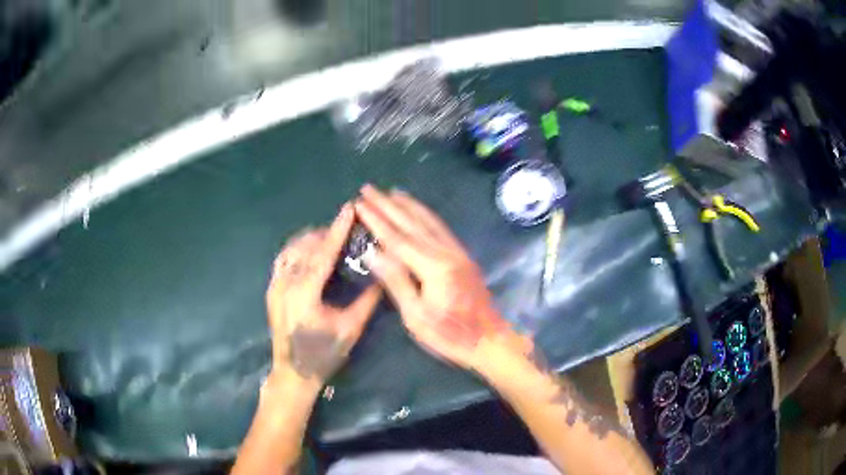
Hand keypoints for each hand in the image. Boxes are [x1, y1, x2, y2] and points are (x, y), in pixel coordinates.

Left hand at [266, 203, 380, 391]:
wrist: (293, 372)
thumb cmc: (324, 354)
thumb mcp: (350, 329)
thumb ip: (367, 301)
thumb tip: (384, 277)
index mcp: (305, 295)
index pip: (323, 254)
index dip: (337, 230)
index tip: (349, 208)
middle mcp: (286, 285)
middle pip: (305, 247)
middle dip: (325, 233)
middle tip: (345, 228)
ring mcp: (275, 287)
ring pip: (291, 251)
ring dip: (310, 240)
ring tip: (328, 237)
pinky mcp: (271, 291)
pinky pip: (282, 260)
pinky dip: (297, 250)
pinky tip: (308, 252)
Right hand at [355, 185, 529, 370]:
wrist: (490, 340)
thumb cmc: (450, 335)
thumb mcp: (416, 316)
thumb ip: (396, 280)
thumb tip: (372, 251)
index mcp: (433, 267)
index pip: (397, 238)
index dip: (377, 220)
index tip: (359, 204)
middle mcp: (446, 252)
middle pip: (412, 223)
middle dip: (388, 205)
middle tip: (368, 188)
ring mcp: (457, 252)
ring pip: (429, 221)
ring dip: (408, 204)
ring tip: (391, 192)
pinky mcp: (463, 256)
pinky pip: (440, 228)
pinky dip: (426, 214)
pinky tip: (418, 210)